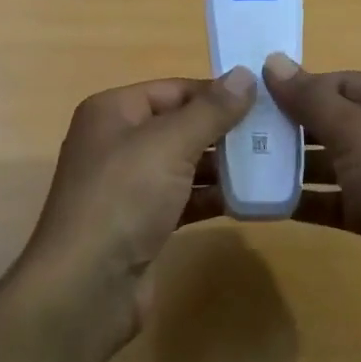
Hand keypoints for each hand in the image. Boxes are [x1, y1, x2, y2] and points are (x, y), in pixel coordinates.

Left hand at [20, 69, 255, 350]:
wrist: (87, 287)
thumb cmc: (124, 198)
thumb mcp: (170, 144)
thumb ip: (211, 110)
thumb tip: (244, 74)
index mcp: (112, 111)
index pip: (173, 89)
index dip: (216, 92)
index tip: (264, 100)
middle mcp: (116, 142)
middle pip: (179, 125)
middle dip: (223, 129)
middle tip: (274, 133)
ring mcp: (127, 186)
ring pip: (182, 163)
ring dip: (222, 165)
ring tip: (270, 164)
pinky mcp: (140, 223)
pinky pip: (182, 198)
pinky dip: (210, 196)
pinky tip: (247, 200)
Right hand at [264, 56, 360, 357]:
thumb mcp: (359, 135)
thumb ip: (312, 100)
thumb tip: (273, 61)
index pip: (346, 83)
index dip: (302, 87)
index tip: (255, 95)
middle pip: (338, 120)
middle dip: (294, 126)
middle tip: (243, 130)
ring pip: (335, 160)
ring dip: (296, 163)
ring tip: (246, 162)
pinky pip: (337, 198)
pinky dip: (308, 198)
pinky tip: (267, 200)